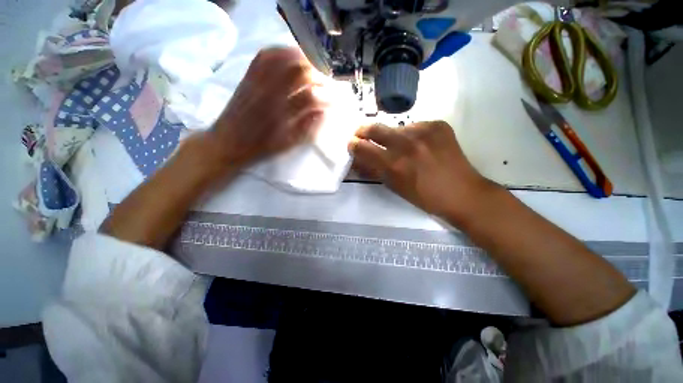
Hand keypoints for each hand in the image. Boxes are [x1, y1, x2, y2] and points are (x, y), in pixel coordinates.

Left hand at [207, 47, 325, 171]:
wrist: (228, 141)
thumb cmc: (260, 146)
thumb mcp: (287, 143)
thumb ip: (307, 128)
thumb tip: (323, 113)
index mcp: (282, 114)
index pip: (311, 97)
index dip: (326, 96)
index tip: (335, 98)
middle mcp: (271, 93)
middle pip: (300, 73)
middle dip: (318, 75)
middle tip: (325, 81)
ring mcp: (258, 81)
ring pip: (284, 59)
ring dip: (303, 60)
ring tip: (313, 66)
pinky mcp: (248, 76)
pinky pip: (265, 55)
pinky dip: (281, 51)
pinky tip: (291, 55)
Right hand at [348, 121, 494, 220]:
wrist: (462, 193)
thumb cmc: (424, 197)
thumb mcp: (394, 187)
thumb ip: (374, 171)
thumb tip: (358, 160)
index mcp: (394, 164)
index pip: (363, 147)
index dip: (354, 145)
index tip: (352, 144)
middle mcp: (406, 144)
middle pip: (375, 128)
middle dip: (364, 131)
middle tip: (362, 134)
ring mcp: (424, 131)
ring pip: (396, 128)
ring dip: (392, 136)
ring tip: (401, 146)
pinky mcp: (438, 125)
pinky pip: (415, 126)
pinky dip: (412, 135)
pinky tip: (420, 145)